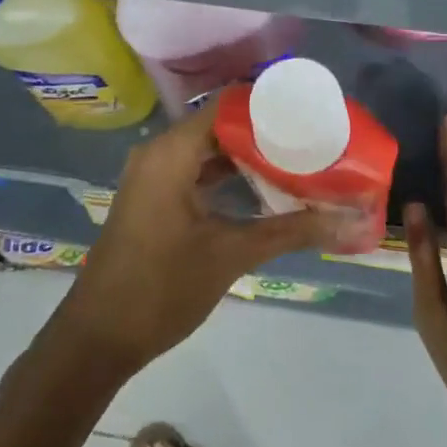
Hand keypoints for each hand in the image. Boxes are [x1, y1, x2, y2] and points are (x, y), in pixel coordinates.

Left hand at [55, 97, 336, 376]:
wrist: (96, 341)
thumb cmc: (161, 289)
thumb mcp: (231, 255)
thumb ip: (292, 232)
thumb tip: (350, 222)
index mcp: (171, 153)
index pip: (228, 106)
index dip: (269, 107)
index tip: (310, 114)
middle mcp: (159, 154)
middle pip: (220, 126)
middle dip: (266, 133)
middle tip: (313, 141)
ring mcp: (153, 177)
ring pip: (209, 151)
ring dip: (249, 157)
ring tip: (298, 162)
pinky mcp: (154, 199)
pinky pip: (197, 172)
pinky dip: (228, 177)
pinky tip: (264, 191)